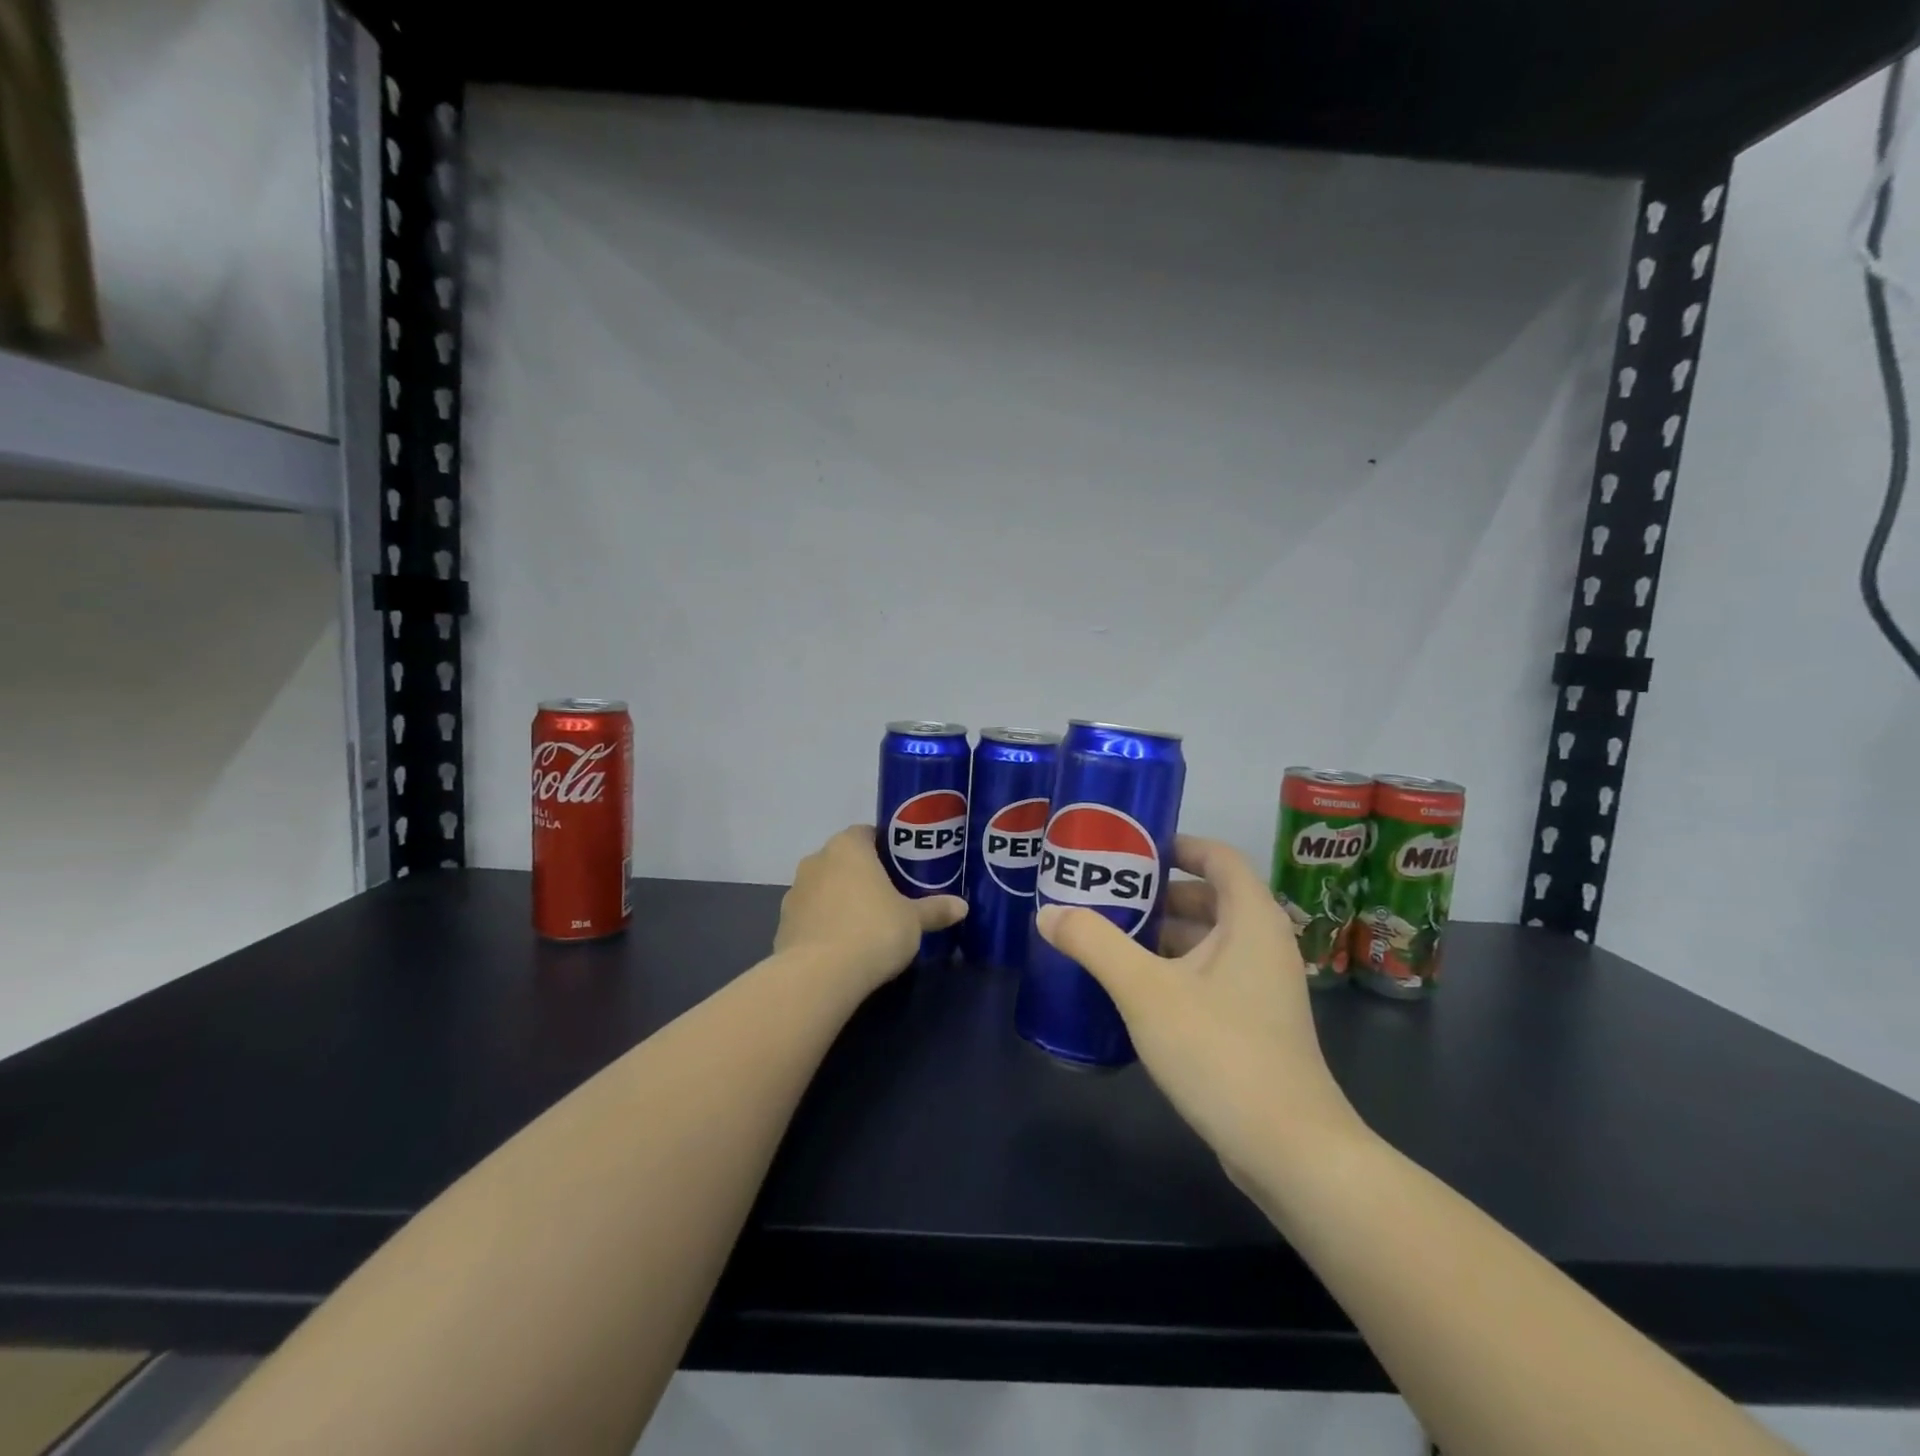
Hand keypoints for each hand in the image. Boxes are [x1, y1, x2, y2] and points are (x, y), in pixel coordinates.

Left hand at [774, 826, 966, 997]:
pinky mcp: (783, 924)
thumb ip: (935, 910)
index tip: (901, 867)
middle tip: (889, 895)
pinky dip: (824, 925)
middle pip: (843, 860)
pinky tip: (842, 947)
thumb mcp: (913, 921)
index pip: (866, 833)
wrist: (819, 976)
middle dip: (862, 874)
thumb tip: (962, 906)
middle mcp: (816, 861)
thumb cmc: (873, 931)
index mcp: (848, 847)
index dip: (884, 847)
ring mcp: (794, 893)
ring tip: (865, 924)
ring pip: (824, 888)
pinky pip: (810, 916)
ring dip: (840, 899)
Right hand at [1035, 834, 1368, 1193]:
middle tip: (1105, 894)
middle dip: (1157, 893)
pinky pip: (1210, 976)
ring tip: (1108, 936)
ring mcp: (1263, 988)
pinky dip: (1174, 969)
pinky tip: (1133, 987)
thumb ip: (1094, 944)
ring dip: (1162, 934)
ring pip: (1208, 941)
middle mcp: (1263, 944)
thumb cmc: (1220, 1051)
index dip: (1178, 844)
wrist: (1290, 1150)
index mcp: (1250, 920)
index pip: (1219, 856)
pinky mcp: (1255, 1024)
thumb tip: (1048, 912)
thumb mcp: (1145, 990)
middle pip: (1209, 898)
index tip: (1132, 848)